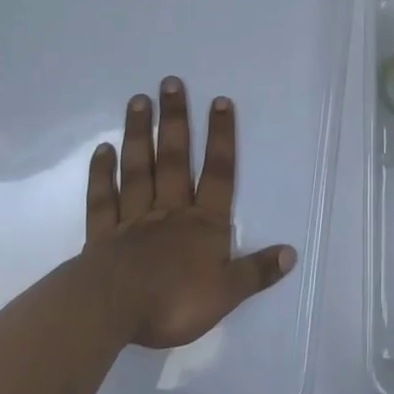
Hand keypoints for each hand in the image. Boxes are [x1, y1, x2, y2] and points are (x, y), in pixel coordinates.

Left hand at [84, 78, 295, 348]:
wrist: (114, 311)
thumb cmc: (174, 301)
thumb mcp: (227, 293)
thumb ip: (257, 271)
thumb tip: (291, 253)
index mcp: (203, 224)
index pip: (218, 173)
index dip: (221, 137)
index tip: (219, 101)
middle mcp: (170, 211)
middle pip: (175, 159)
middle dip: (176, 120)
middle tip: (170, 82)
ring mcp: (134, 219)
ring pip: (138, 169)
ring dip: (139, 134)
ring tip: (138, 100)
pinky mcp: (103, 236)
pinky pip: (104, 199)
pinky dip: (102, 174)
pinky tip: (102, 149)